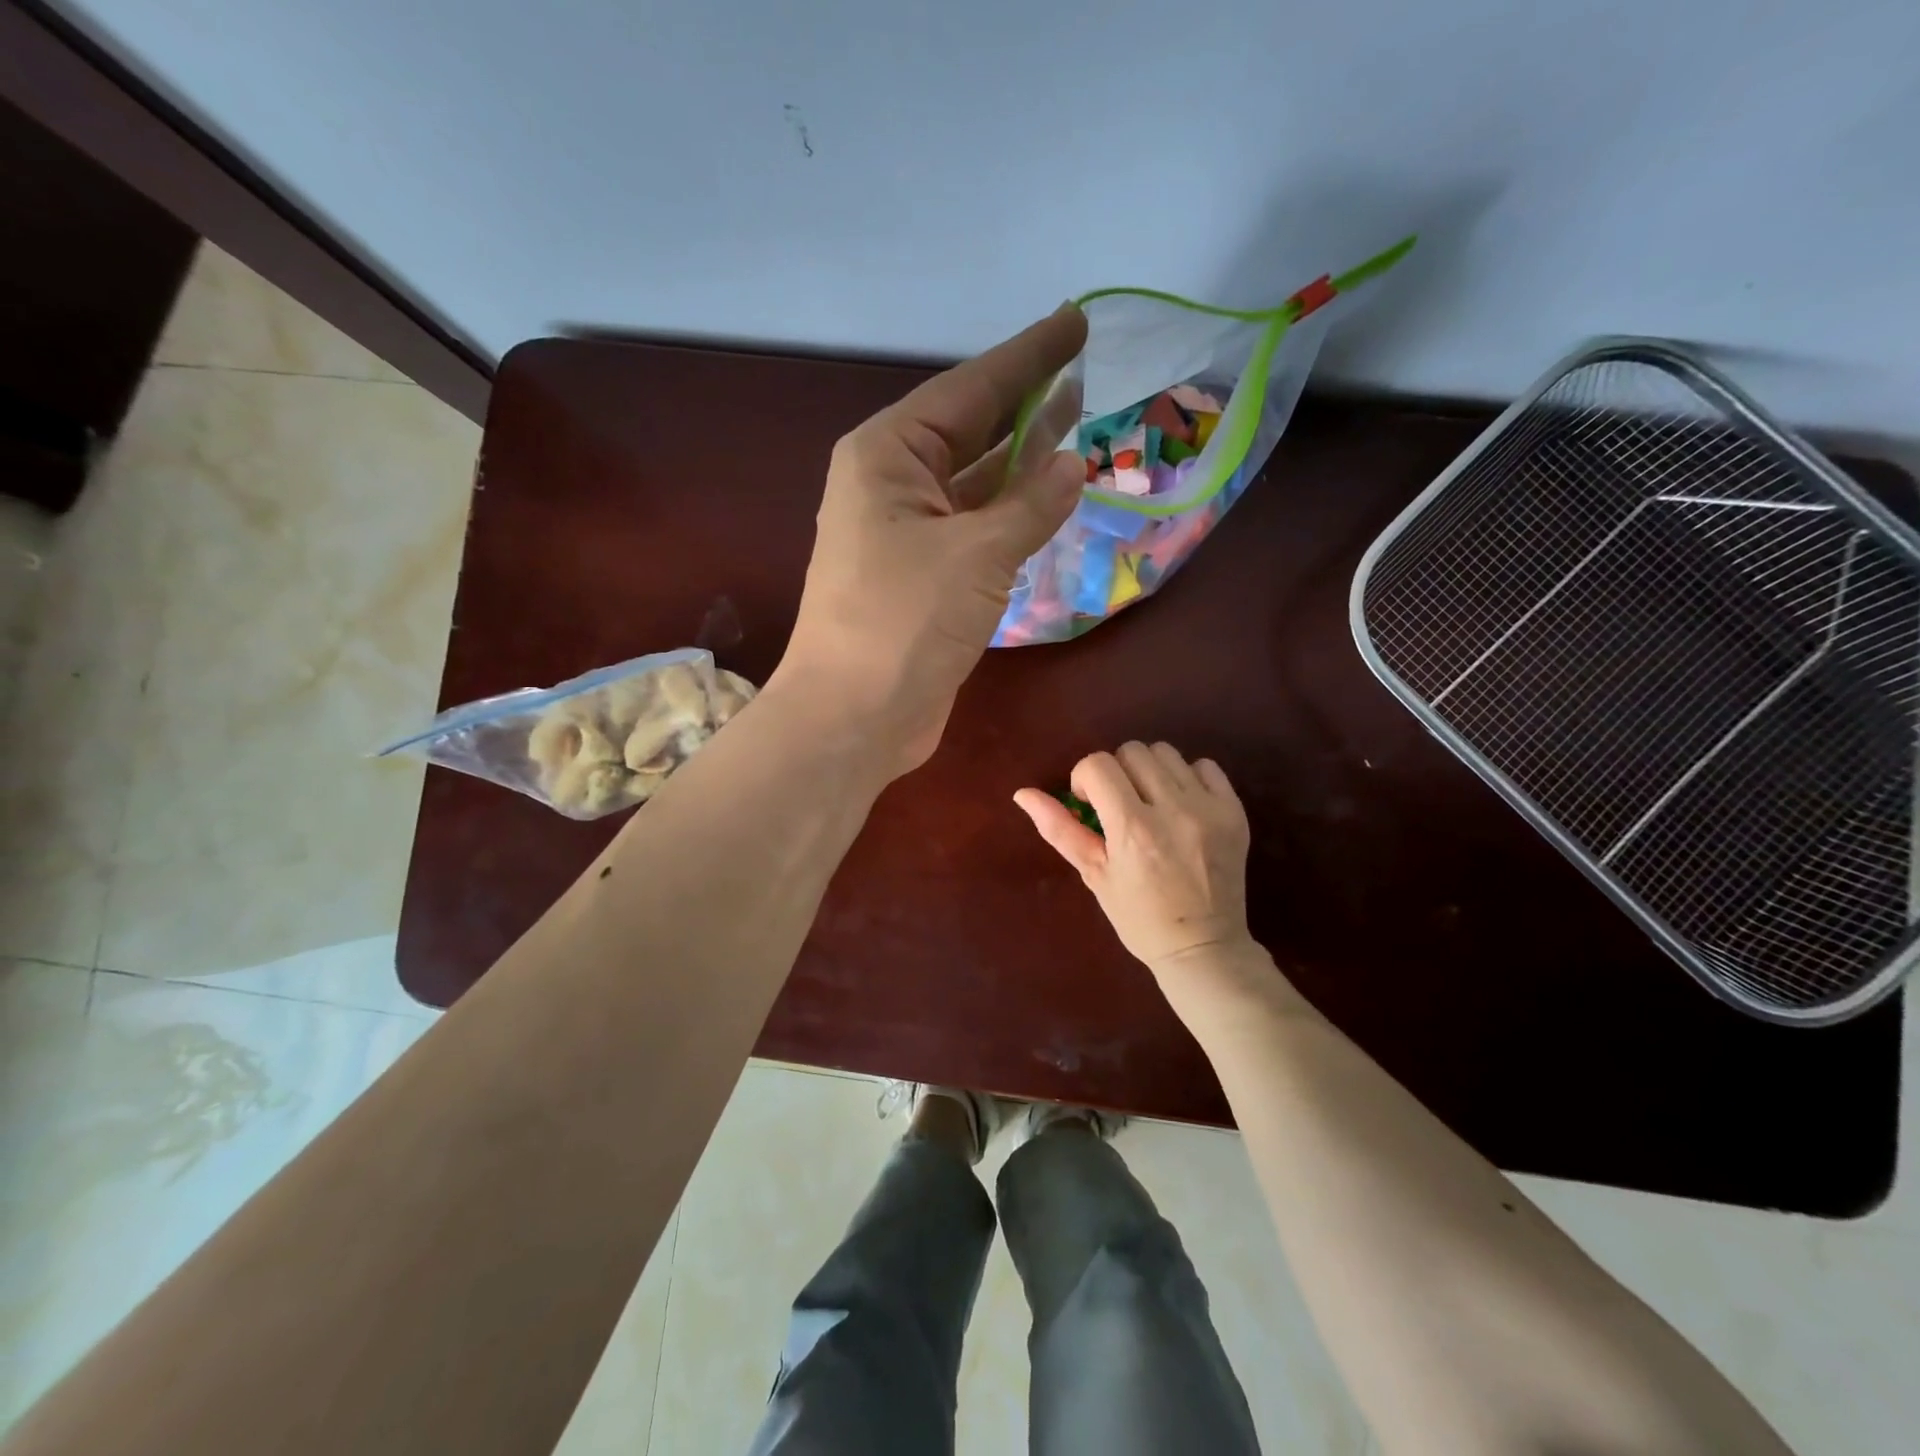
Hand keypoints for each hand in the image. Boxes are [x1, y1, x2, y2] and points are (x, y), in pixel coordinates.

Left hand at [777, 306, 1087, 775]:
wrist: (854, 717)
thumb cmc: (903, 622)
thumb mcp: (976, 554)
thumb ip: (1031, 504)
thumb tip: (1073, 465)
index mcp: (887, 455)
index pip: (969, 390)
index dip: (1027, 356)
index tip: (1074, 323)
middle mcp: (891, 484)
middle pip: (970, 430)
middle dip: (1026, 402)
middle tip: (1083, 370)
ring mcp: (905, 533)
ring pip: (974, 481)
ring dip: (1022, 458)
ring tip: (1076, 423)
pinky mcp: (922, 577)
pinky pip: (975, 527)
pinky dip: (1010, 512)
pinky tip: (1046, 496)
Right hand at [1015, 742, 1253, 974]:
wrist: (1202, 947)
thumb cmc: (1138, 917)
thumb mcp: (1093, 874)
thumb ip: (1059, 829)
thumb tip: (1023, 793)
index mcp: (1132, 829)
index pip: (1098, 765)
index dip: (1085, 778)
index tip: (1089, 804)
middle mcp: (1173, 810)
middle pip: (1132, 752)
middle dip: (1116, 772)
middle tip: (1119, 805)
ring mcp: (1208, 809)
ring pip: (1166, 753)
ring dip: (1149, 771)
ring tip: (1151, 803)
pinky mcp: (1235, 811)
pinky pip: (1206, 766)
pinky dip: (1187, 777)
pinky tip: (1181, 805)